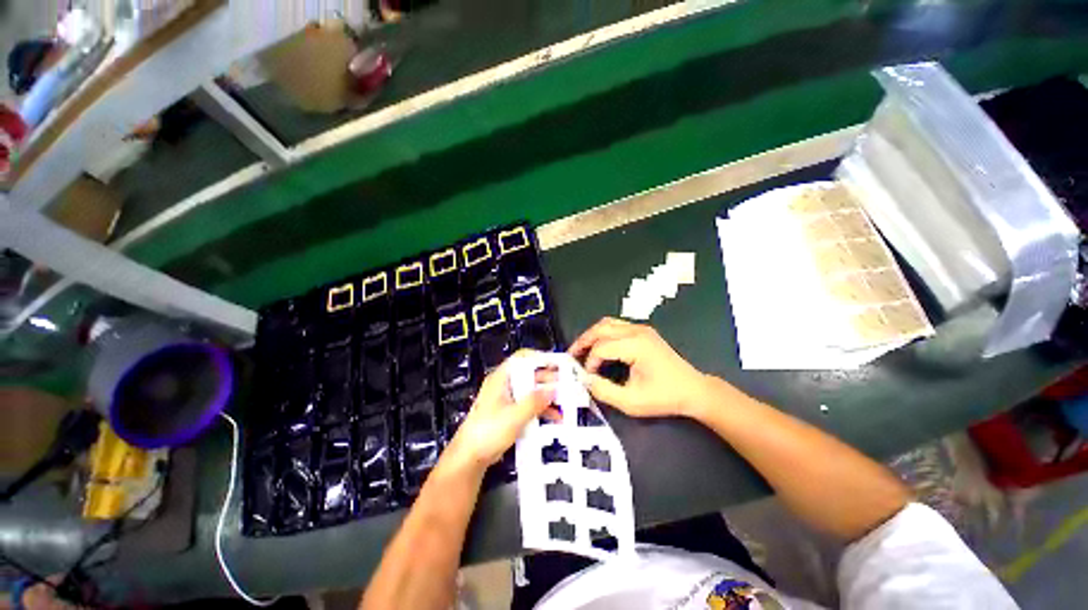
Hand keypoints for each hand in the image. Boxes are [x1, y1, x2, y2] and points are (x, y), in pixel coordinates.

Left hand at [443, 352, 557, 473]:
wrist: (470, 457)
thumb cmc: (489, 431)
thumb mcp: (514, 416)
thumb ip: (535, 402)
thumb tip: (553, 390)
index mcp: (502, 378)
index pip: (522, 358)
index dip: (540, 358)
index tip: (558, 365)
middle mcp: (505, 384)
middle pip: (529, 374)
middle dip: (548, 380)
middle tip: (567, 386)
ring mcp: (507, 398)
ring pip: (530, 390)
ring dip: (546, 396)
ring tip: (565, 403)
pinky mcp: (509, 412)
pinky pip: (528, 404)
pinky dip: (540, 408)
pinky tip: (554, 417)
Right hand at [569, 318, 709, 417]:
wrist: (693, 390)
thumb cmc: (664, 397)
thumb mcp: (631, 402)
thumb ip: (604, 391)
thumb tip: (584, 379)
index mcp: (636, 346)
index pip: (601, 347)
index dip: (589, 362)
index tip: (586, 377)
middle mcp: (637, 331)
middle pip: (601, 328)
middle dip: (583, 341)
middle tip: (571, 355)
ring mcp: (641, 329)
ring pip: (607, 323)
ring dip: (592, 335)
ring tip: (582, 350)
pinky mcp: (644, 331)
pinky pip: (616, 326)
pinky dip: (603, 334)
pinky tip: (599, 347)